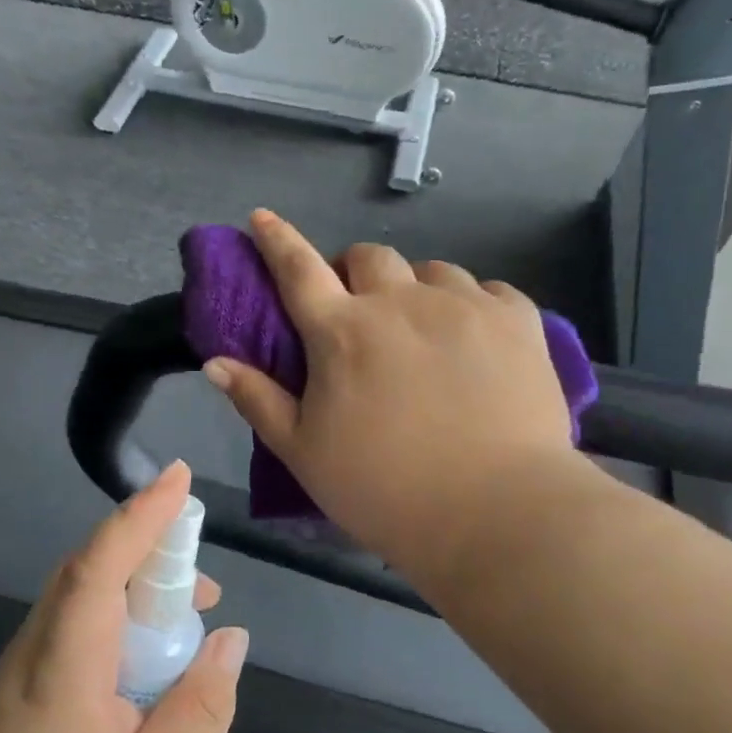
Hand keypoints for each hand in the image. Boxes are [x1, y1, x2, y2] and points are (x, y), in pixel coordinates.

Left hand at [0, 462, 247, 732]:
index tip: (181, 478)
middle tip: (207, 583)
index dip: (141, 516)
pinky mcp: (23, 683)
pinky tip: (150, 655)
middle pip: (90, 569)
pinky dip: (119, 615)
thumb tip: (229, 639)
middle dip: (150, 548)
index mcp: (63, 668)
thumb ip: (198, 711)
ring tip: (191, 615)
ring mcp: (22, 664)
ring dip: (137, 584)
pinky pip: (77, 622)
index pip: (100, 566)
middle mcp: (35, 648)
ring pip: (83, 593)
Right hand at [202, 209, 586, 584]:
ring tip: (420, 327)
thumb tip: (214, 361)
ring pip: (430, 270)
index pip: (297, 269)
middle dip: (354, 272)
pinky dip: (470, 304)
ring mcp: (464, 306)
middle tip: (357, 309)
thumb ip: (258, 400)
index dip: (276, 240)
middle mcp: (400, 302)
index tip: (262, 218)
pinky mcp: (517, 320)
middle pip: (368, 257)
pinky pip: (487, 290)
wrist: (497, 514)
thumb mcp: (304, 453)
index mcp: (342, 332)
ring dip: (413, 288)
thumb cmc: (385, 489)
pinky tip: (473, 336)